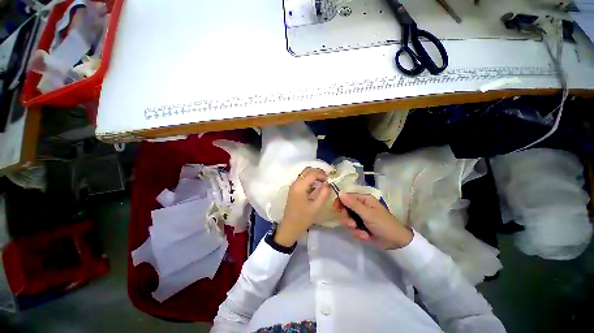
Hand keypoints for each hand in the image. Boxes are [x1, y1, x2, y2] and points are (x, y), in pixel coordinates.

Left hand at [275, 167, 330, 246]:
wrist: (289, 227)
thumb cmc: (303, 219)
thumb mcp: (316, 207)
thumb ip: (324, 193)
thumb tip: (328, 183)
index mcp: (300, 187)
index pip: (312, 173)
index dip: (322, 175)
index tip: (330, 181)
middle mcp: (295, 183)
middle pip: (307, 170)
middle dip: (318, 172)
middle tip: (327, 179)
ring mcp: (294, 185)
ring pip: (305, 173)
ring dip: (314, 175)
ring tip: (324, 182)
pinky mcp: (294, 189)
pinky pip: (303, 179)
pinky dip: (311, 179)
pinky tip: (317, 186)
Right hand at [333, 193, 412, 248]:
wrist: (396, 242)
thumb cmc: (384, 224)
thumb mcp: (368, 214)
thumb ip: (353, 204)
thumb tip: (340, 193)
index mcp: (363, 199)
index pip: (346, 197)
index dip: (340, 202)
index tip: (335, 209)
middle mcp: (360, 206)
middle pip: (345, 209)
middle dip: (347, 219)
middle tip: (352, 225)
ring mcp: (360, 217)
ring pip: (347, 220)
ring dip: (353, 228)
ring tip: (362, 233)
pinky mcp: (360, 226)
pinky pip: (352, 229)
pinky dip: (357, 233)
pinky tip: (366, 236)